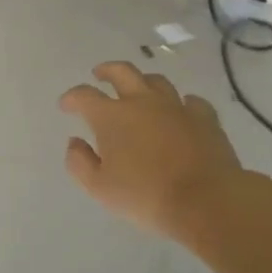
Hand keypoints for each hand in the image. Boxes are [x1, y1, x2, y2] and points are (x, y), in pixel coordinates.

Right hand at [59, 61, 244, 236]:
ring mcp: (176, 106)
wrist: (206, 201)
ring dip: (143, 82)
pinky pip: (191, 101)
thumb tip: (75, 142)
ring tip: (138, 90)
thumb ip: (79, 162)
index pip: (84, 95)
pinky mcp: (205, 118)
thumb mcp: (99, 188)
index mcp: (111, 116)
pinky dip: (182, 103)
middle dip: (106, 70)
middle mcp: (142, 102)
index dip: (71, 97)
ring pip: (156, 81)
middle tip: (99, 74)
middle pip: (122, 72)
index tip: (65, 105)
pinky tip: (180, 111)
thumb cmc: (145, 195)